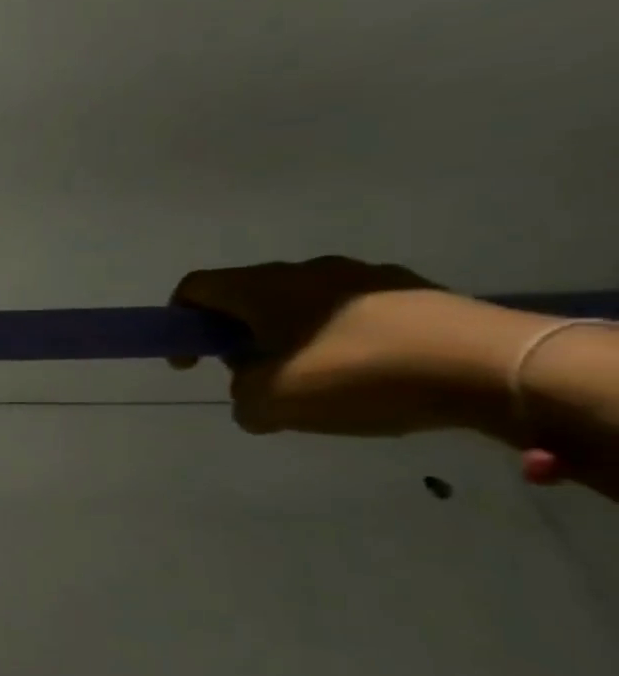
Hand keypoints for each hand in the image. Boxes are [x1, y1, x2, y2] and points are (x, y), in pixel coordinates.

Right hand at [169, 256, 529, 436]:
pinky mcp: (414, 295)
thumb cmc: (358, 376)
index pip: (197, 287)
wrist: (495, 367)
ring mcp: (366, 279)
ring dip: (290, 341)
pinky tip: (365, 379)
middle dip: (238, 337)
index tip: (191, 362)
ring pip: (302, 307)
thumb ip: (243, 400)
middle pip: (249, 298)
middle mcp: (308, 272)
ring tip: (313, 385)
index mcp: (264, 288)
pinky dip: (339, 343)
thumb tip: (252, 397)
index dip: (179, 322)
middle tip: (252, 379)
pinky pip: (352, 316)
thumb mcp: (273, 403)